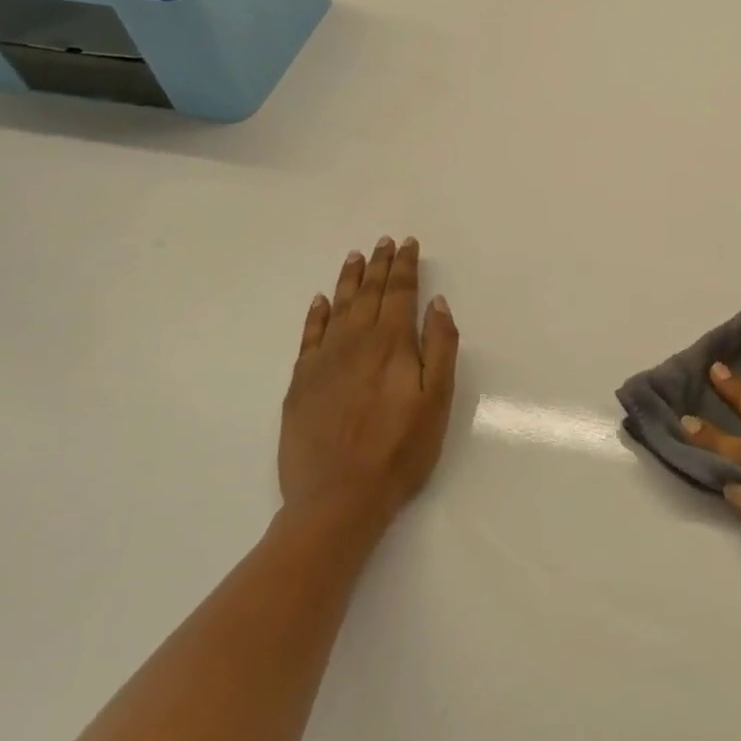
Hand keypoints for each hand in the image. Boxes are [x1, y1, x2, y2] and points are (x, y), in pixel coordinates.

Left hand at [279, 238, 458, 525]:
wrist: (338, 499)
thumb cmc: (400, 450)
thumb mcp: (438, 399)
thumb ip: (440, 347)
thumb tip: (437, 303)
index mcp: (392, 344)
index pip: (400, 293)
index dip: (405, 266)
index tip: (408, 244)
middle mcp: (356, 342)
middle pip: (369, 294)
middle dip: (379, 265)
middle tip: (384, 241)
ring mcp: (324, 362)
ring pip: (338, 308)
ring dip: (349, 280)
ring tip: (355, 257)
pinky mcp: (300, 384)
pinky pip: (308, 336)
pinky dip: (315, 315)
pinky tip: (320, 301)